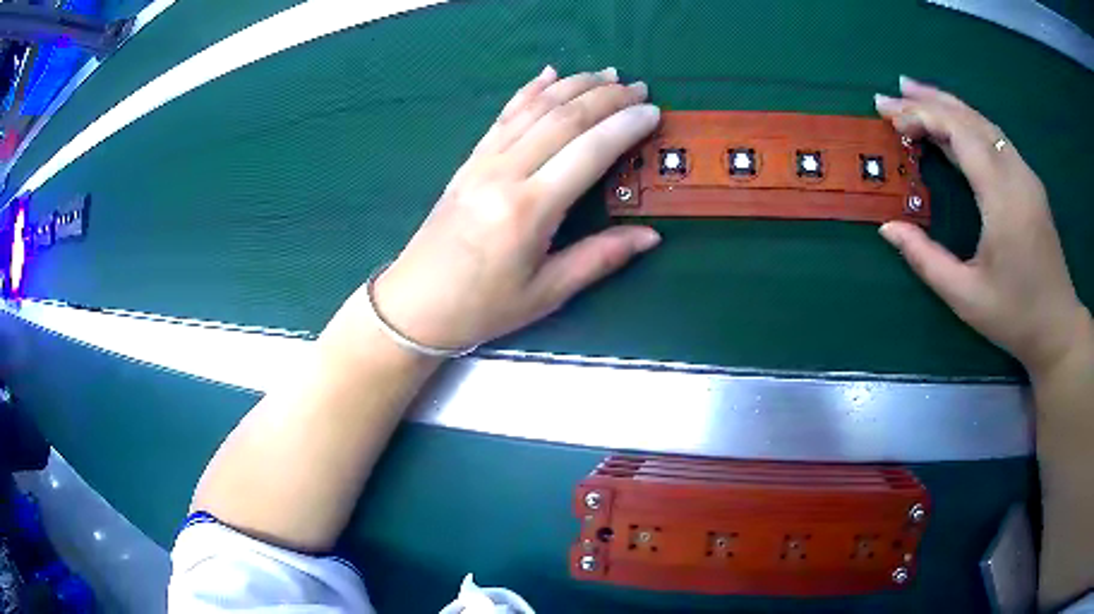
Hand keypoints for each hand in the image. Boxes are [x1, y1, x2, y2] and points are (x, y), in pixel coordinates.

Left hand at [366, 66, 660, 350]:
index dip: (624, 126)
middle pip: (563, 118)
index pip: (589, 151)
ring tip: (606, 74)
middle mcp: (505, 173)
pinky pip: (503, 116)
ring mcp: (482, 162)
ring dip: (573, 85)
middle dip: (605, 97)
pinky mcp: (468, 162)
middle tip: (637, 87)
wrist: (415, 305)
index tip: (652, 111)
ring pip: (534, 109)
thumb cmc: (482, 307)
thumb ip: (600, 258)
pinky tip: (547, 74)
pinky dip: (528, 91)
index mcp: (529, 209)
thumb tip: (651, 236)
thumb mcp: (547, 292)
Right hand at [875, 76, 1088, 377]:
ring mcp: (1026, 175)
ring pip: (983, 122)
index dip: (921, 117)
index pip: (959, 134)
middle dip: (928, 101)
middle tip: (890, 94)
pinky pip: (994, 137)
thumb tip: (887, 227)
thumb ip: (925, 259)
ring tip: (913, 95)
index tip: (888, 116)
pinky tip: (951, 126)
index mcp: (1002, 198)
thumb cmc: (1014, 317)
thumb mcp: (965, 297)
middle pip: (969, 118)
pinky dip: (967, 122)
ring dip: (947, 105)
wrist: (1058, 328)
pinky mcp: (1029, 182)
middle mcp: (1016, 174)